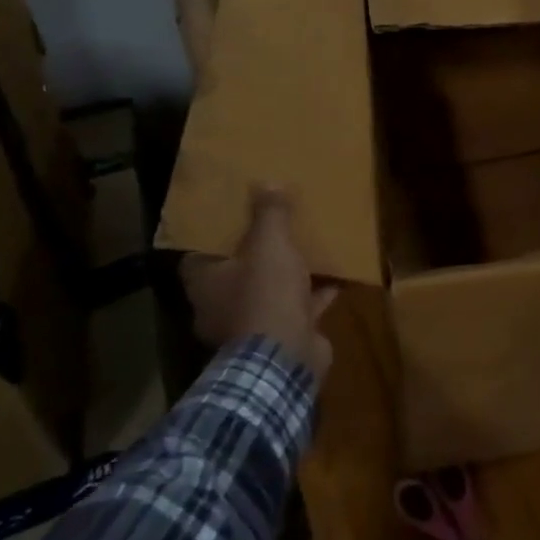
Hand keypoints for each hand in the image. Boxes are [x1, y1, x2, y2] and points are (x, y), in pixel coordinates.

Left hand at [180, 186, 336, 377]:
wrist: (286, 358)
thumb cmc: (265, 295)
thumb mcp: (269, 244)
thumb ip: (268, 214)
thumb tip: (265, 181)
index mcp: (206, 284)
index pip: (199, 255)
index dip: (216, 236)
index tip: (236, 216)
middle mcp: (222, 307)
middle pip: (239, 273)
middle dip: (259, 254)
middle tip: (279, 228)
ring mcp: (254, 325)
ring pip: (272, 291)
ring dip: (291, 274)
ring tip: (312, 247)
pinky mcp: (284, 337)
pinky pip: (301, 308)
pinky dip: (317, 294)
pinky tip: (340, 275)